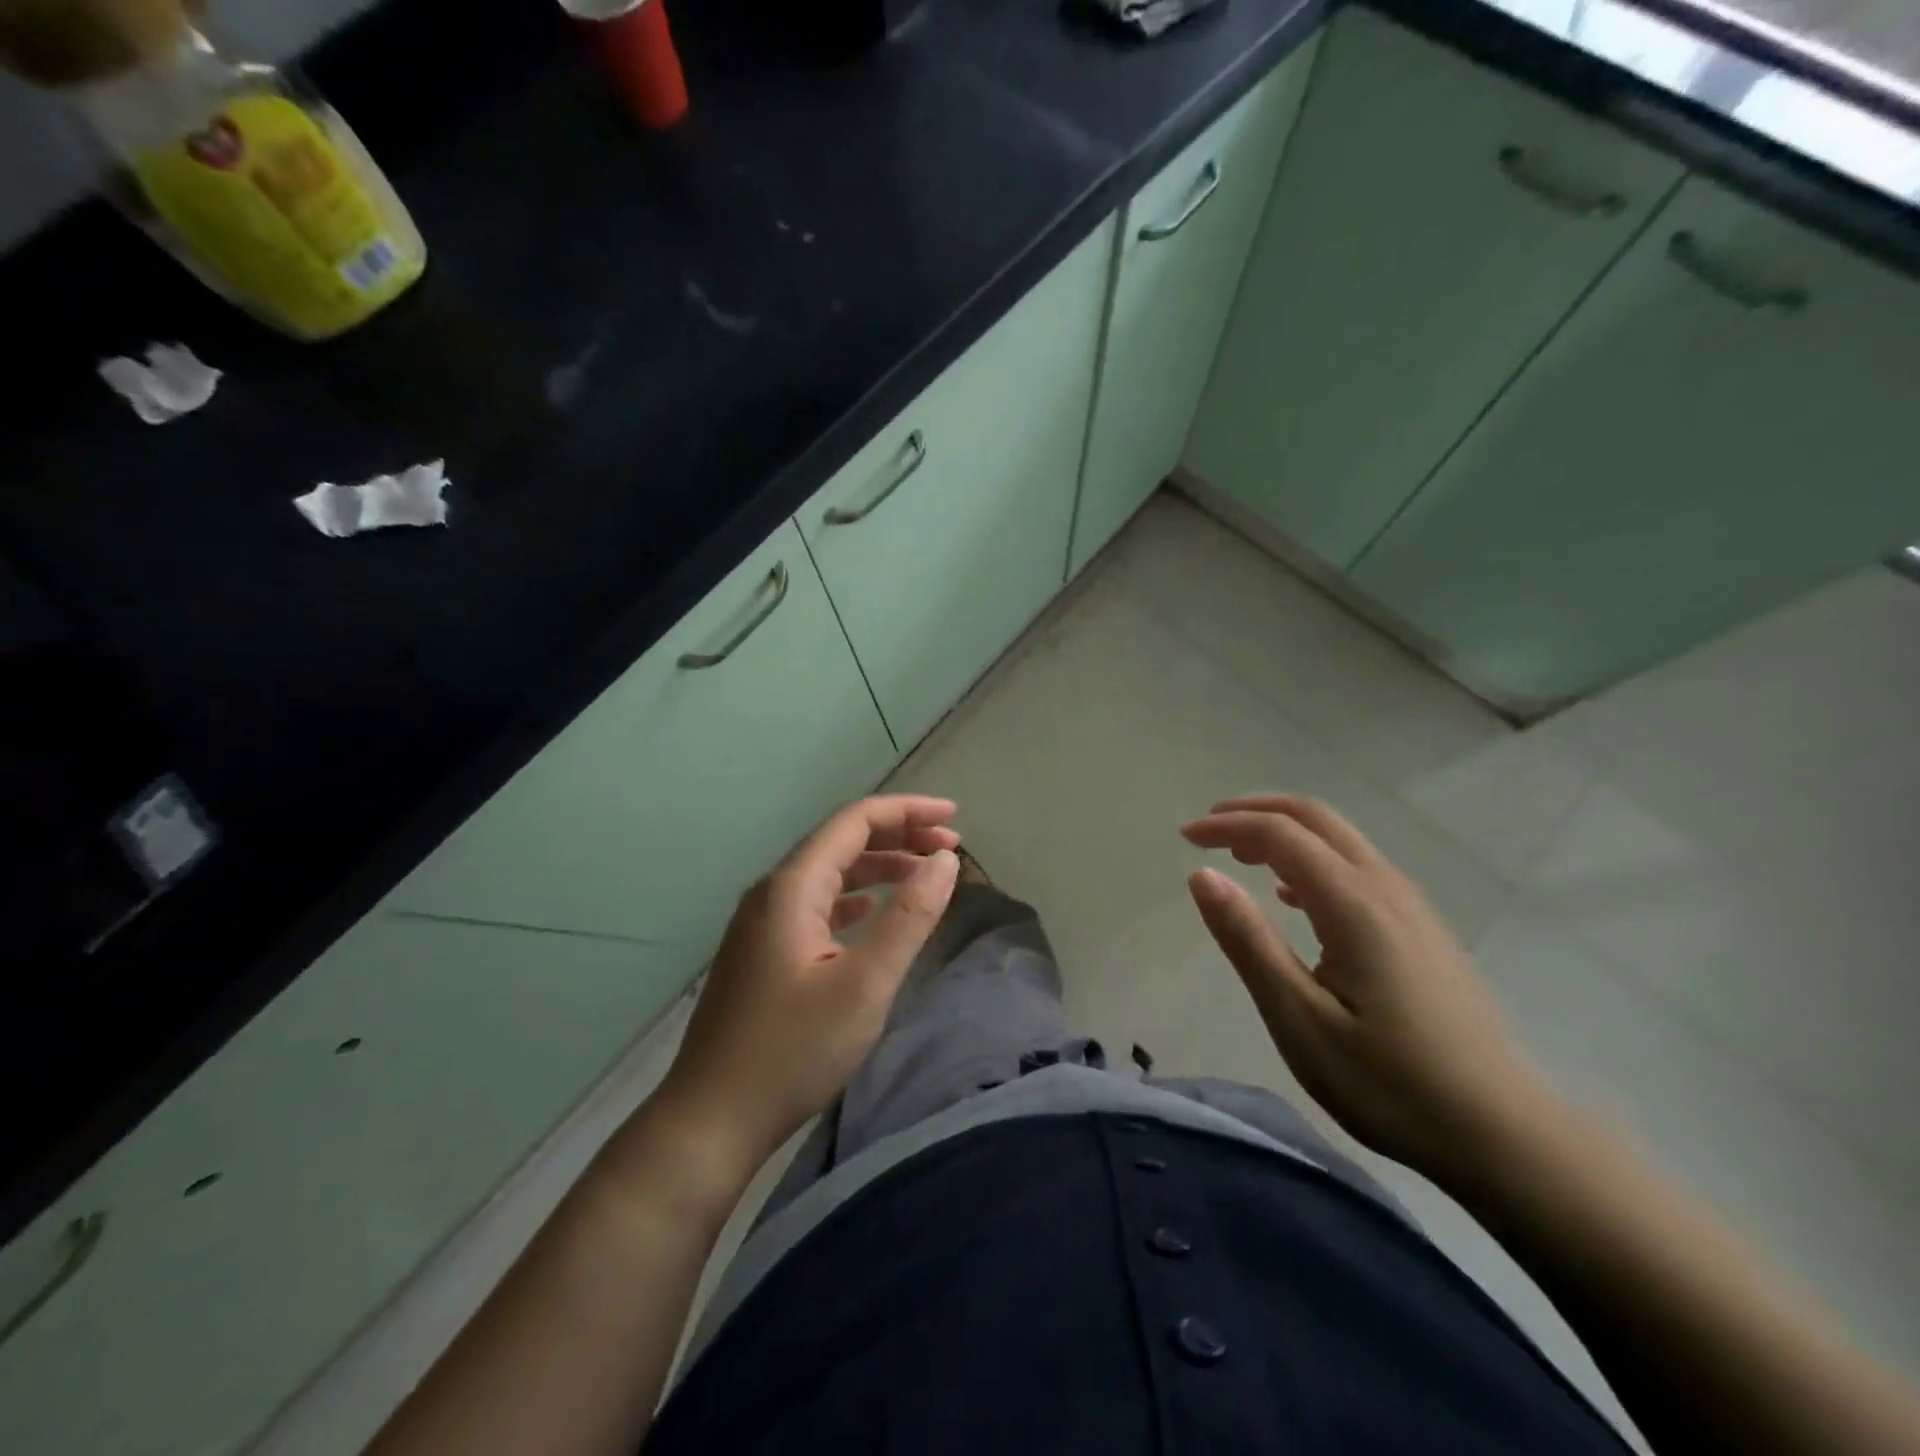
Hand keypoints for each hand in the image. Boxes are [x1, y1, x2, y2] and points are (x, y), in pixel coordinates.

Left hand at [656, 796, 961, 1170]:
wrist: (710, 1120)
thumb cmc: (792, 1052)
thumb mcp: (865, 985)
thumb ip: (908, 917)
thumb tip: (945, 860)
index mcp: (793, 887)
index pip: (855, 821)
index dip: (908, 811)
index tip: (955, 816)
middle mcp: (773, 892)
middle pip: (842, 841)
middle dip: (899, 836)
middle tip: (950, 847)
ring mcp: (762, 922)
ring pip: (830, 873)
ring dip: (879, 867)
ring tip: (925, 875)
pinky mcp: (763, 951)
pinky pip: (817, 904)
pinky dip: (855, 897)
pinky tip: (873, 912)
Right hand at [1182, 795, 1552, 1188]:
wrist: (1505, 1136)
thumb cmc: (1389, 1083)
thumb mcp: (1299, 1019)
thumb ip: (1248, 941)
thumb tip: (1201, 875)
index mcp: (1354, 905)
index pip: (1281, 834)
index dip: (1228, 825)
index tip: (1185, 838)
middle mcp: (1386, 889)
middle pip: (1316, 818)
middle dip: (1256, 811)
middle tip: (1208, 828)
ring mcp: (1413, 908)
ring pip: (1341, 840)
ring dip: (1286, 832)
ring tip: (1240, 855)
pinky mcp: (1424, 931)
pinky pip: (1359, 868)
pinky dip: (1313, 860)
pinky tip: (1293, 897)